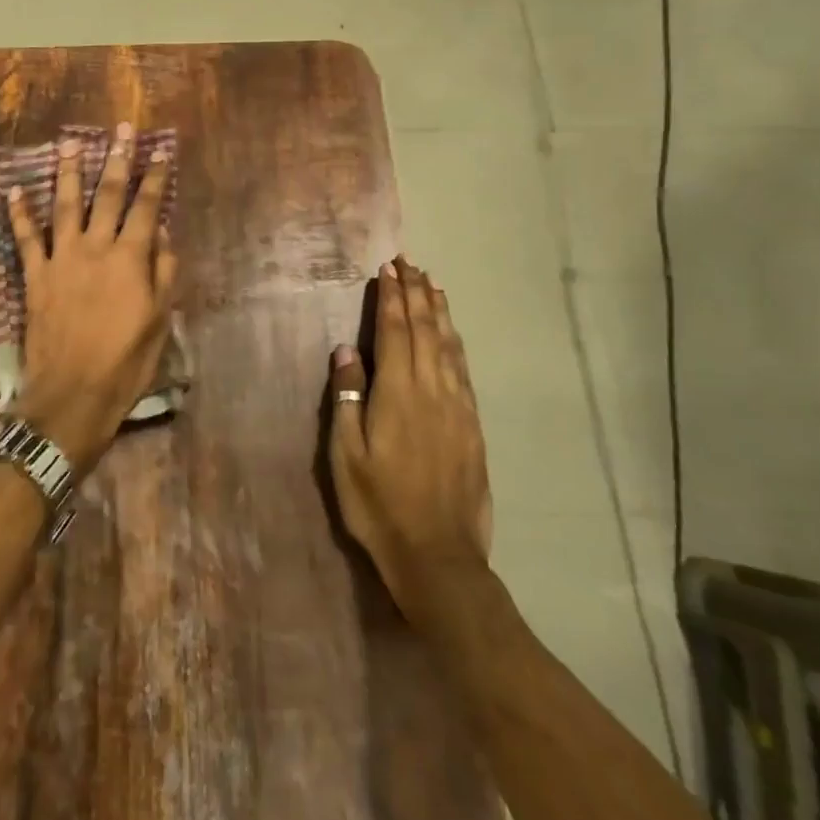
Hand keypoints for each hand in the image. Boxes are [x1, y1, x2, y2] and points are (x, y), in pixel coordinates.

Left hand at [7, 125, 177, 473]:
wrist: (71, 394)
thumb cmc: (125, 363)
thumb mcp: (158, 322)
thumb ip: (163, 275)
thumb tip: (164, 237)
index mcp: (130, 259)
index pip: (146, 208)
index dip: (155, 178)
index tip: (160, 152)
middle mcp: (95, 249)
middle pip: (107, 195)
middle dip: (117, 160)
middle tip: (122, 130)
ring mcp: (61, 259)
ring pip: (65, 206)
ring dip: (68, 172)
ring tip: (69, 143)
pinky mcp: (35, 276)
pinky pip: (25, 238)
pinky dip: (20, 214)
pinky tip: (15, 190)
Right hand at [328, 257, 492, 618]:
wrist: (437, 555)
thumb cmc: (378, 503)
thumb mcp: (346, 453)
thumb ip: (347, 396)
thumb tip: (346, 349)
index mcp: (398, 393)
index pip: (395, 332)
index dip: (391, 298)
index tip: (388, 269)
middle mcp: (432, 390)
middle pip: (425, 330)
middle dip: (416, 294)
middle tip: (409, 264)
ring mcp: (458, 407)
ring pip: (448, 346)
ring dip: (439, 312)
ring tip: (432, 286)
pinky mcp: (472, 426)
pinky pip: (463, 370)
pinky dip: (455, 343)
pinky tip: (451, 336)